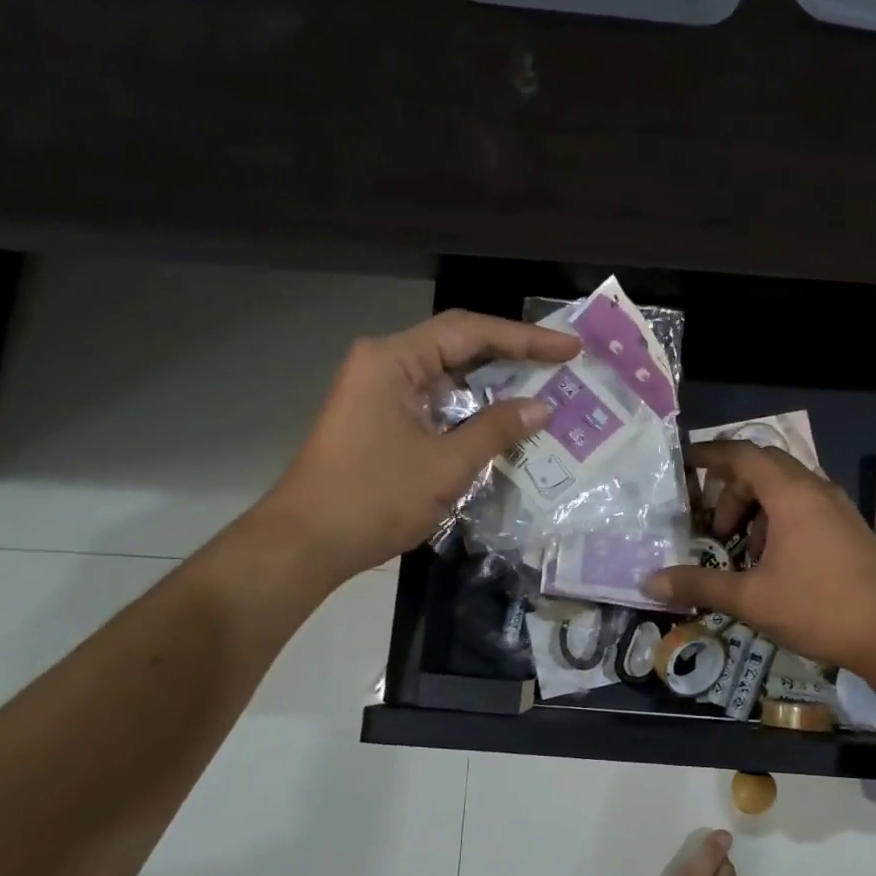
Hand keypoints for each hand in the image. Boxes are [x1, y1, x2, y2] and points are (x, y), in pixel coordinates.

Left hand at [261, 310, 578, 581]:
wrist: (307, 543)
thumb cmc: (375, 498)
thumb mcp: (446, 465)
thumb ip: (496, 430)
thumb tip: (541, 408)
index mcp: (393, 360)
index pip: (470, 332)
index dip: (525, 339)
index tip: (568, 348)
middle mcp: (383, 364)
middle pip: (457, 345)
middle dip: (511, 355)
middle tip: (561, 364)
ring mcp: (378, 392)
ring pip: (447, 376)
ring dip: (491, 384)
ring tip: (542, 389)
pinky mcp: (380, 420)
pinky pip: (434, 402)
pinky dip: (469, 409)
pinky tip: (501, 421)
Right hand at [644, 441, 875, 671]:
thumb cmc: (818, 608)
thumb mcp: (751, 598)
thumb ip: (699, 584)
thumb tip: (649, 583)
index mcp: (791, 494)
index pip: (742, 454)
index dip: (709, 455)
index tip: (683, 465)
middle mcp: (816, 489)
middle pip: (763, 468)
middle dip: (731, 490)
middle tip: (713, 528)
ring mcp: (837, 508)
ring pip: (786, 488)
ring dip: (756, 509)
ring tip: (741, 550)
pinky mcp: (849, 528)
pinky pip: (805, 506)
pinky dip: (778, 520)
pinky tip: (773, 562)